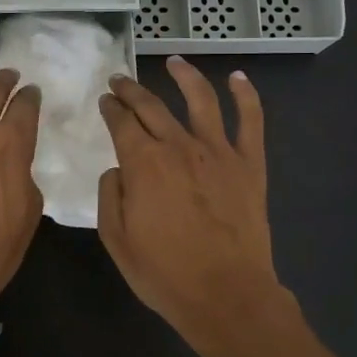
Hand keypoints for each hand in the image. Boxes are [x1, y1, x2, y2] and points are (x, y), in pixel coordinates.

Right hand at [96, 58, 285, 349]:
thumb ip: (110, 196)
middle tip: (120, 80)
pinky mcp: (249, 164)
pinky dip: (246, 95)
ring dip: (185, 76)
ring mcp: (219, 152)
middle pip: (152, 106)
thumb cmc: (165, 274)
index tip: (105, 101)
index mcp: (143, 164)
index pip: (121, 122)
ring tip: (174, 61)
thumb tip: (117, 169)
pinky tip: (238, 78)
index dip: (110, 108)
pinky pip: (251, 121)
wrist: (226, 295)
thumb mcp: (117, 241)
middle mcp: (179, 146)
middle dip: (132, 90)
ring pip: (200, 100)